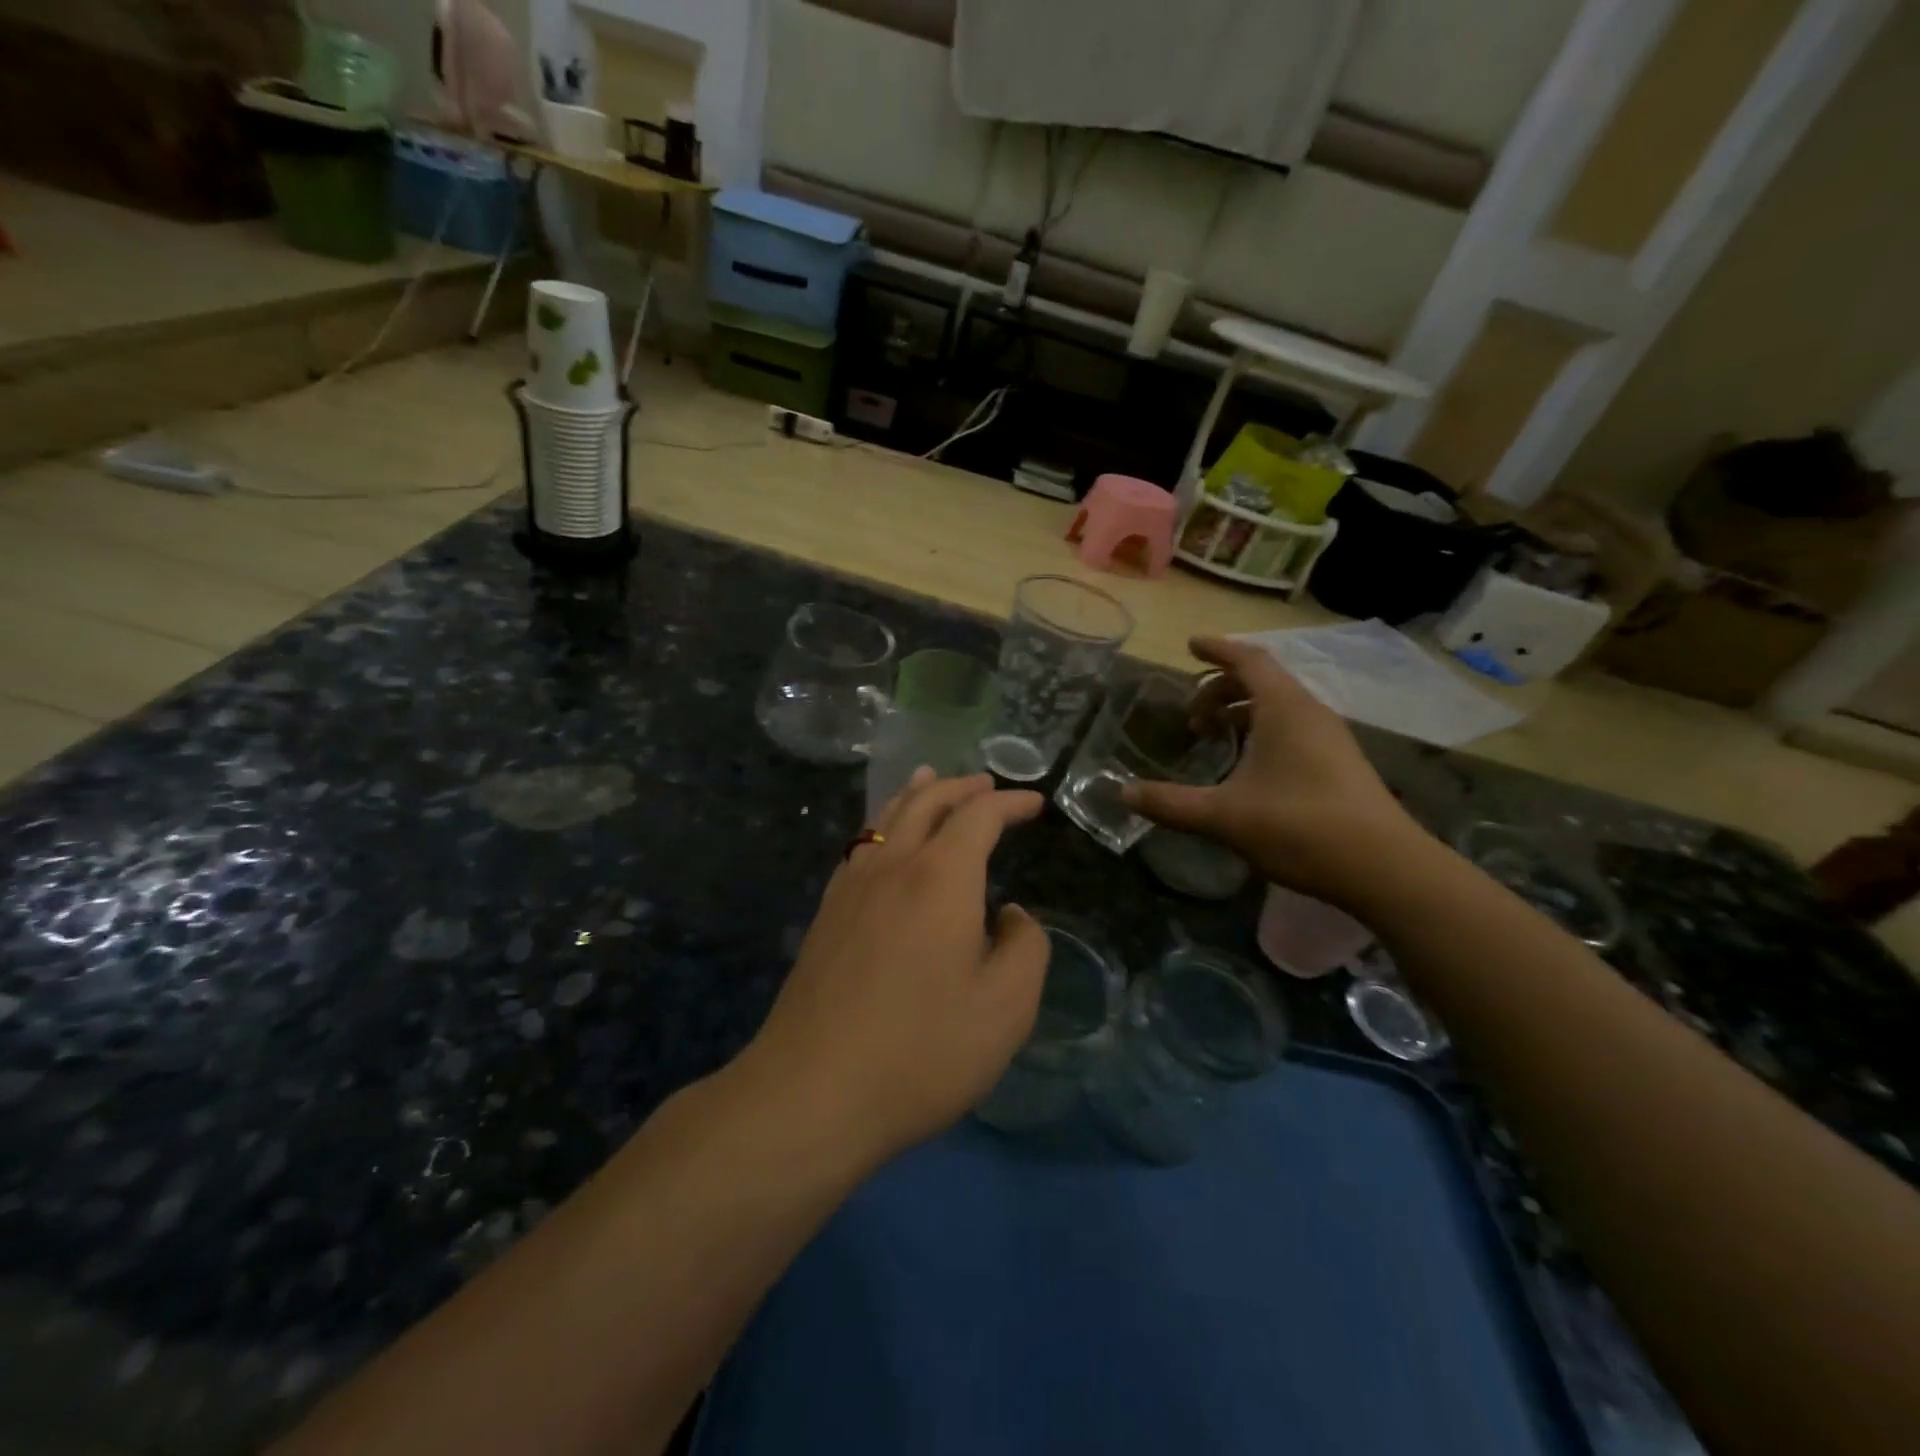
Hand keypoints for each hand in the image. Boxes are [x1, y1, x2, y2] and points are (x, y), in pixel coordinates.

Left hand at [742, 770, 1050, 1167]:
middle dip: (962, 787)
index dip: (1009, 803)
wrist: (813, 1090)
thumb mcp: (1006, 1007)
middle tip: (988, 784)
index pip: (979, 815)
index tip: (1033, 804)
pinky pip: (860, 844)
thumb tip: (1012, 914)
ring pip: (885, 816)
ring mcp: (851, 886)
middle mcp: (893, 864)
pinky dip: (883, 823)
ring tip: (930, 780)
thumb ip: (1026, 947)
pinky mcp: (826, 913)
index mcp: (941, 876)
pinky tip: (885, 839)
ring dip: (916, 794)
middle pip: (927, 801)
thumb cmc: (923, 1049)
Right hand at [1122, 636, 1425, 907]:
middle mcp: (1310, 713)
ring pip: (1280, 706)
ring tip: (1216, 738)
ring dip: (1243, 712)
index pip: (1247, 659)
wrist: (1384, 868)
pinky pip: (1294, 728)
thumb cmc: (1299, 827)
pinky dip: (1263, 731)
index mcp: (1284, 709)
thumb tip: (1123, 794)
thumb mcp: (1223, 816)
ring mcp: (1331, 738)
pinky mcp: (1340, 764)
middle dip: (1222, 689)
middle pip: (1262, 680)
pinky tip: (1249, 768)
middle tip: (1193, 718)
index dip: (1216, 649)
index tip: (1189, 645)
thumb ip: (1170, 803)